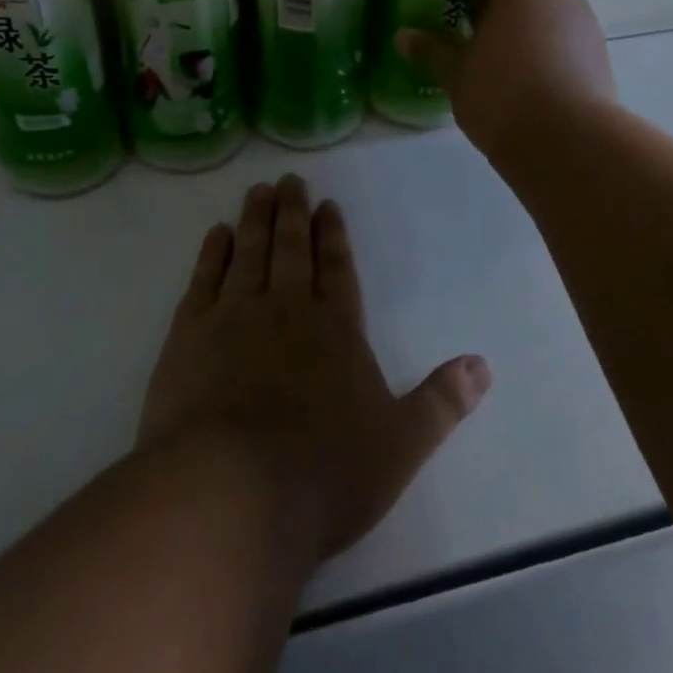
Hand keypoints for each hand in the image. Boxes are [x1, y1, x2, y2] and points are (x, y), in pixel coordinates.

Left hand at [139, 175, 490, 559]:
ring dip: (256, 220)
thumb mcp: (399, 446)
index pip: (338, 270)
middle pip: (292, 250)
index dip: (334, 236)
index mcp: (336, 332)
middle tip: (289, 180)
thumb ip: (441, 402)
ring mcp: (234, 318)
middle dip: (293, 213)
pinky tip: (217, 234)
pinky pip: (205, 279)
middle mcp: (287, 310)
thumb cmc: (323, 473)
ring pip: (249, 253)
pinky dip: (212, 252)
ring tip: (258, 191)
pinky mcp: (189, 335)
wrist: (231, 492)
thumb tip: (483, 365)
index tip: (327, 205)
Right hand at [397, 0, 615, 158]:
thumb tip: (404, 37)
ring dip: (524, 29)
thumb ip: (432, 51)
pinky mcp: (599, 62)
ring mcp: (586, 29)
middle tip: (471, 29)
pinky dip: (545, 54)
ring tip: (495, 64)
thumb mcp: (456, 74)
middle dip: (502, 0)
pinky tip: (523, 88)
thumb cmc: (503, 93)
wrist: (570, 144)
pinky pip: (566, 43)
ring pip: (549, 14)